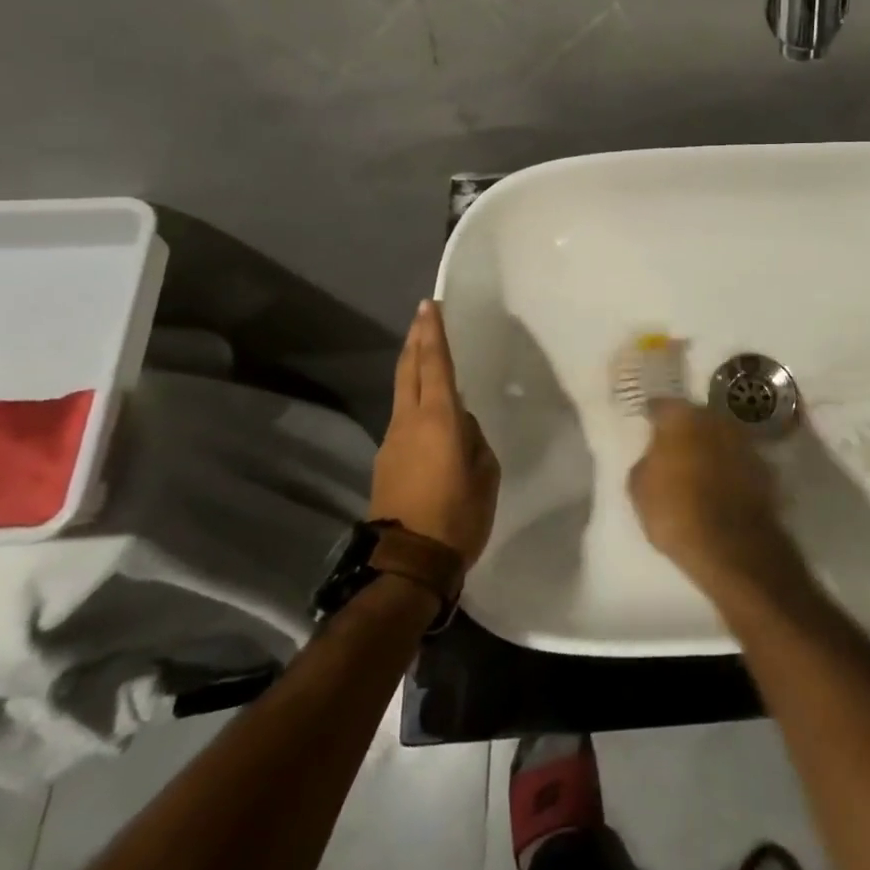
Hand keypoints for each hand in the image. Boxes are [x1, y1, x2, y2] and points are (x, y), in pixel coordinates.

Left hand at [369, 300, 500, 566]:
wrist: (407, 563)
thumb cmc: (457, 516)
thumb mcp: (484, 474)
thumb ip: (473, 440)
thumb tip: (461, 425)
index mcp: (439, 419)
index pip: (435, 365)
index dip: (433, 334)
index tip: (430, 306)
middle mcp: (409, 421)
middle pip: (409, 370)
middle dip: (416, 339)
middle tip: (423, 314)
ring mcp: (392, 440)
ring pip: (402, 391)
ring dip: (412, 366)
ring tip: (424, 350)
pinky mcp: (386, 460)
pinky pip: (403, 416)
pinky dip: (413, 397)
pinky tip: (426, 404)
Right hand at [628, 399, 803, 591]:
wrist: (732, 546)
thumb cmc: (676, 512)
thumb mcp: (639, 490)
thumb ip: (646, 462)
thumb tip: (655, 457)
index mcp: (682, 417)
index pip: (662, 406)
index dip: (653, 416)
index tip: (647, 425)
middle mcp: (716, 419)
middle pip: (695, 418)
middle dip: (685, 430)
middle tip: (672, 449)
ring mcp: (744, 441)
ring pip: (719, 438)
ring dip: (709, 448)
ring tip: (697, 470)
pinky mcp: (764, 467)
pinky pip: (737, 461)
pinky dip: (728, 469)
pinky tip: (719, 487)